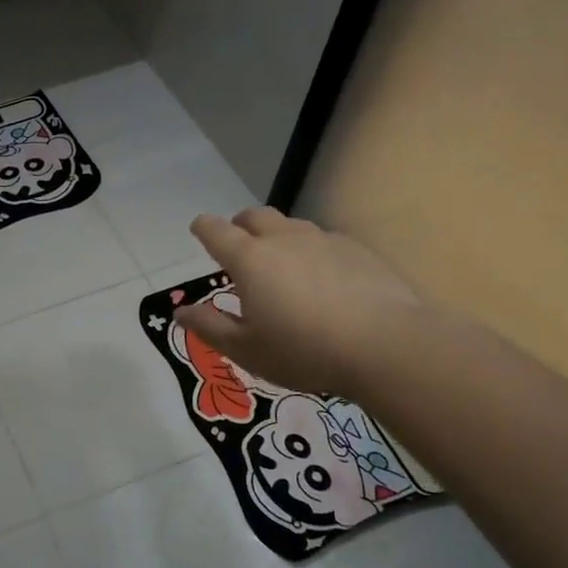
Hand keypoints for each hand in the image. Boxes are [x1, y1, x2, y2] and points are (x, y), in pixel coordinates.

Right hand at [176, 209, 426, 399]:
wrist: (387, 346)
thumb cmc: (304, 351)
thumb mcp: (246, 350)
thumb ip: (209, 327)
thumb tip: (180, 312)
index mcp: (249, 259)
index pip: (216, 231)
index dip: (203, 228)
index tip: (198, 229)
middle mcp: (283, 239)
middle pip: (254, 216)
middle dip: (240, 225)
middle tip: (238, 244)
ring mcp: (323, 240)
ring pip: (291, 225)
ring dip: (277, 236)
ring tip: (281, 264)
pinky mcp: (357, 250)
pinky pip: (324, 240)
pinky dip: (312, 251)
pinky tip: (322, 278)